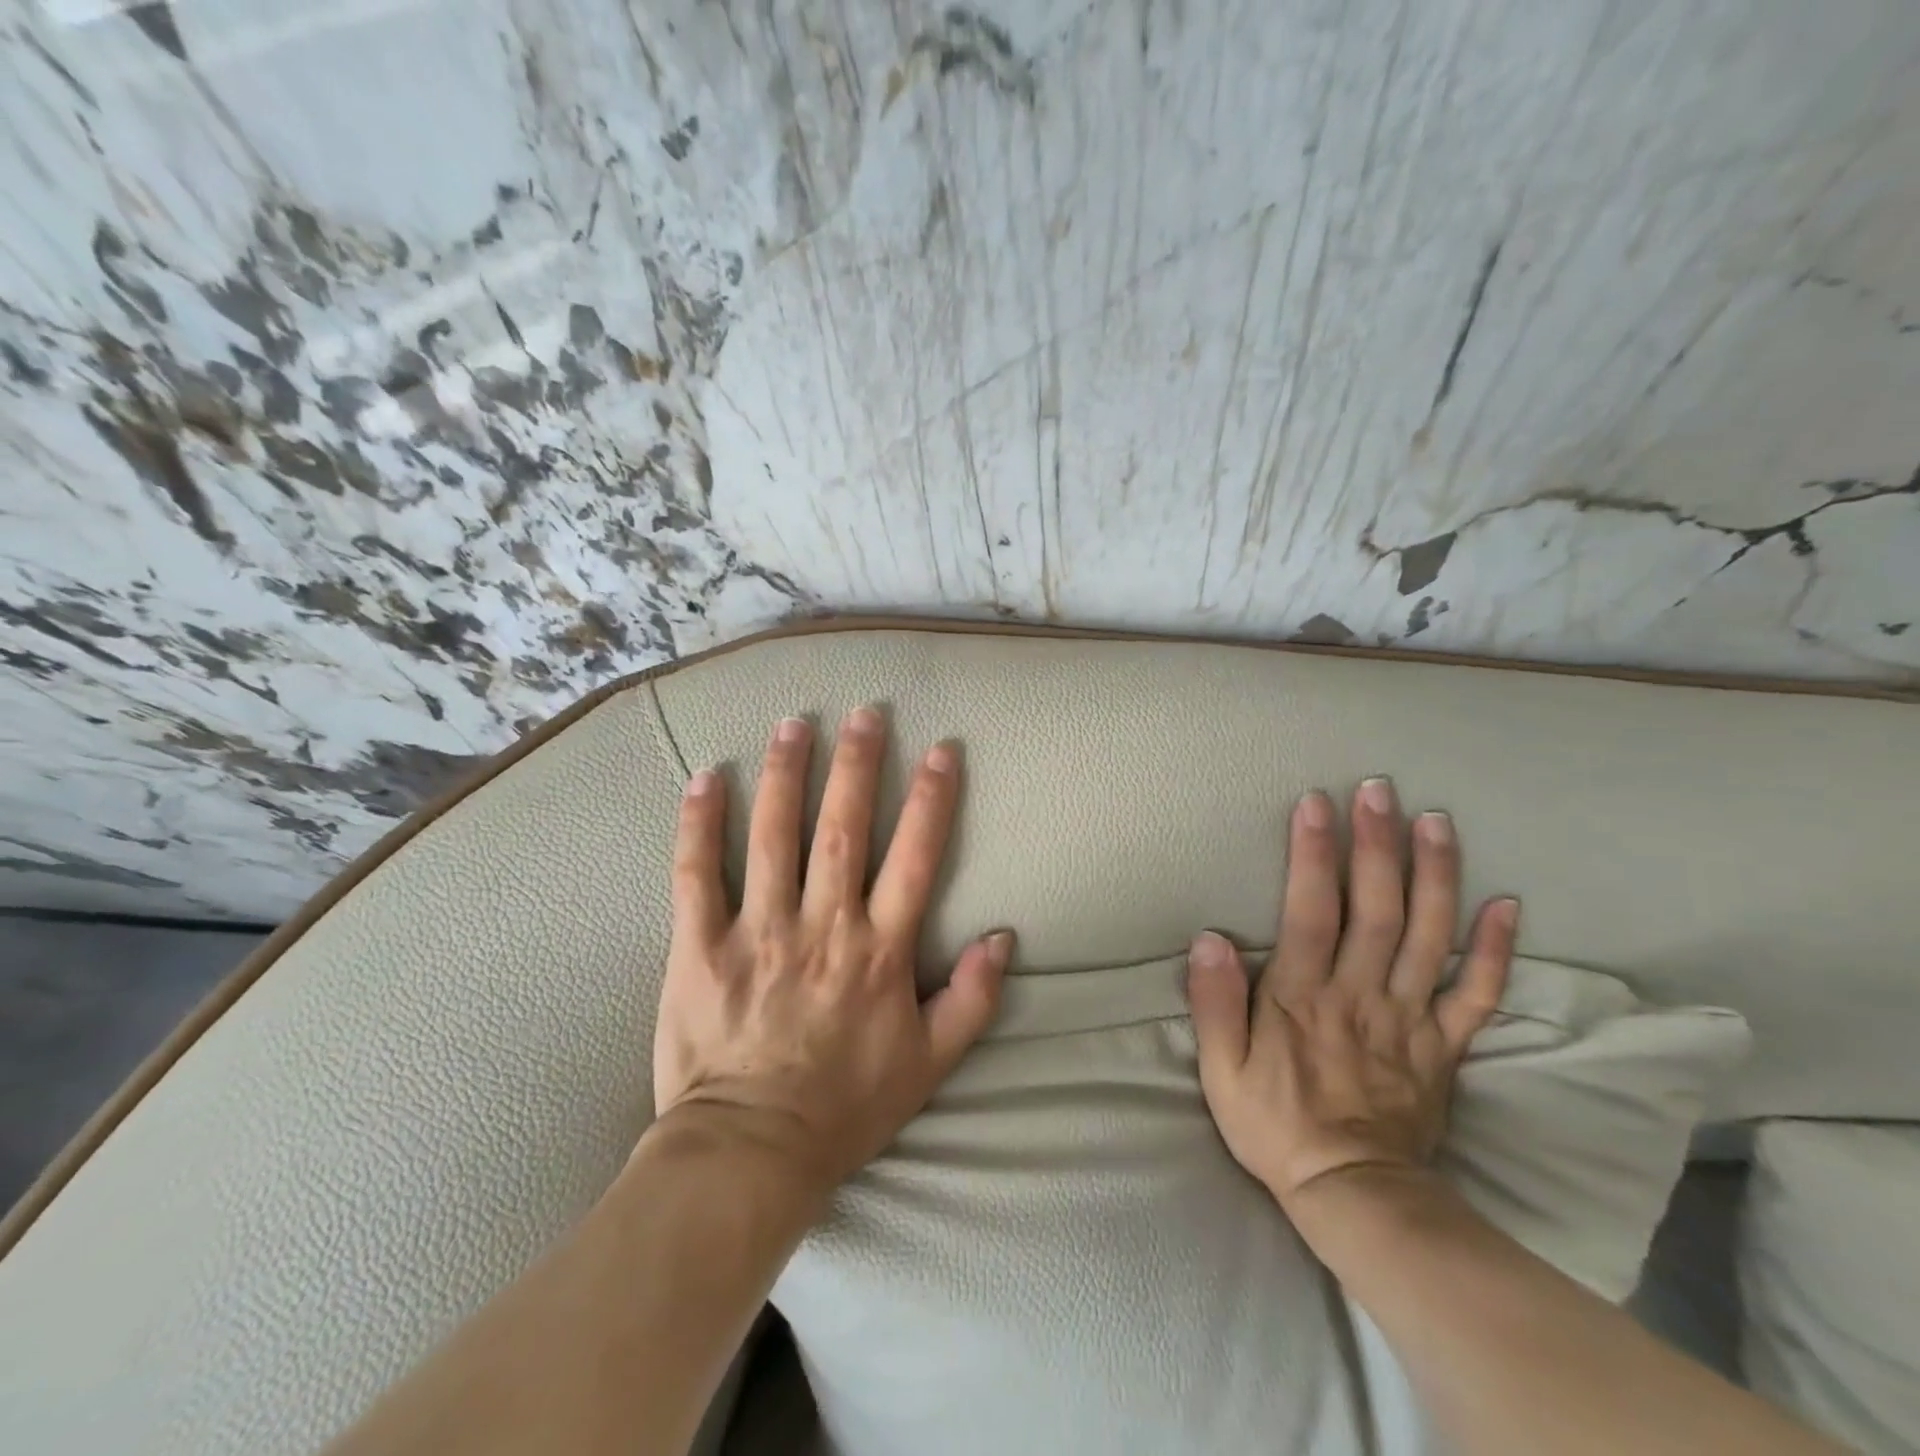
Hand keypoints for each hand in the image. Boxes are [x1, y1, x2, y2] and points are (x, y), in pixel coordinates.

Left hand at [652, 707, 1011, 1198]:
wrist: (751, 1155)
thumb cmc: (846, 1107)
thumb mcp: (930, 1064)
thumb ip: (972, 999)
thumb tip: (1004, 936)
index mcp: (879, 951)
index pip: (914, 857)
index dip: (932, 798)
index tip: (941, 749)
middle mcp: (823, 927)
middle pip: (844, 828)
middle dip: (858, 764)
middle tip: (865, 711)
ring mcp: (758, 932)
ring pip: (773, 836)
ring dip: (786, 774)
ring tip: (794, 723)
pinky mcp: (699, 947)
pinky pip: (695, 875)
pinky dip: (698, 824)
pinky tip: (705, 777)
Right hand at [1185, 778, 1517, 1213]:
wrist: (1355, 1195)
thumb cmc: (1276, 1125)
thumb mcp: (1222, 1071)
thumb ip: (1215, 1003)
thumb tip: (1210, 938)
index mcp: (1303, 996)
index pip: (1310, 910)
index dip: (1313, 854)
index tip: (1317, 804)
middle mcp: (1361, 994)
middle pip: (1374, 909)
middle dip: (1377, 844)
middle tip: (1380, 789)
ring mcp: (1410, 1017)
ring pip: (1428, 936)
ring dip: (1435, 875)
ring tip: (1438, 821)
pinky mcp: (1444, 1045)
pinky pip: (1478, 993)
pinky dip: (1495, 950)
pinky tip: (1507, 905)